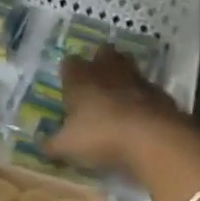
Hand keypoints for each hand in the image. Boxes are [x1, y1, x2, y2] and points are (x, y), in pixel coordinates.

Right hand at [46, 49, 189, 173]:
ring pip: (128, 66)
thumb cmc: (101, 136)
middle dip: (99, 62)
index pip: (69, 63)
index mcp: (80, 78)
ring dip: (123, 76)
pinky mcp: (160, 93)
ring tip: (119, 95)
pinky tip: (141, 114)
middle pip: (103, 53)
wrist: (153, 138)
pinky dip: (143, 97)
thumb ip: (52, 144)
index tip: (68, 84)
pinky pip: (148, 89)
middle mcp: (107, 71)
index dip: (68, 72)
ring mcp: (136, 79)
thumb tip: (39, 144)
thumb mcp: (68, 146)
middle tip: (96, 80)